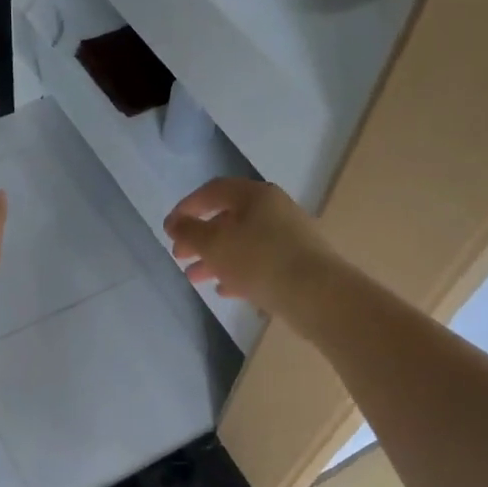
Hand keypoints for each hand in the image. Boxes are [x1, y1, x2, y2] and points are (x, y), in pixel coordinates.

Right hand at [164, 179, 337, 317]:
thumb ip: (189, 231)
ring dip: (215, 259)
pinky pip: (260, 263)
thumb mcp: (215, 244)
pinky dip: (238, 272)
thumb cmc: (260, 260)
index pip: (213, 191)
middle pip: (228, 218)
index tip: (170, 228)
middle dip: (200, 238)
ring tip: (195, 278)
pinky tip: (224, 290)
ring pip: (242, 243)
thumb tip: (174, 222)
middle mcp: (274, 210)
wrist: (318, 295)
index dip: (187, 207)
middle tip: (179, 256)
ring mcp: (289, 237)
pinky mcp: (297, 264)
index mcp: (255, 195)